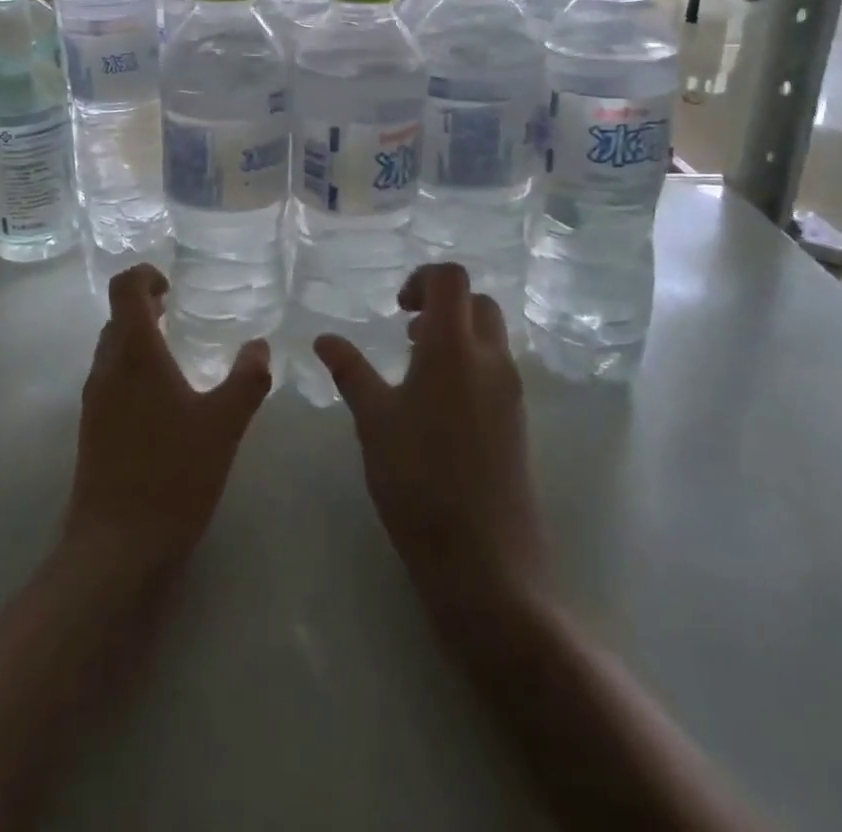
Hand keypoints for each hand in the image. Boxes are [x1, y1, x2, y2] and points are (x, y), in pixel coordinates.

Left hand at [63, 265, 271, 576]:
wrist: (117, 547)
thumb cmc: (173, 475)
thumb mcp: (224, 425)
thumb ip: (247, 380)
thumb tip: (261, 346)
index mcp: (134, 353)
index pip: (124, 288)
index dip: (145, 274)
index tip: (173, 285)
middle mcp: (106, 367)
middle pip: (117, 316)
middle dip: (146, 306)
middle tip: (181, 313)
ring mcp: (94, 399)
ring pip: (112, 349)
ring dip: (139, 338)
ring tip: (177, 354)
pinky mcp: (92, 428)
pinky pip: (110, 378)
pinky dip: (134, 369)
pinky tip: (165, 400)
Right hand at [316, 263, 546, 624]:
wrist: (485, 562)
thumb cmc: (418, 480)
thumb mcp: (373, 421)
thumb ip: (350, 371)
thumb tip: (324, 338)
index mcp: (454, 348)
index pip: (451, 279)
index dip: (422, 279)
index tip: (396, 308)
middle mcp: (491, 360)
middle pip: (477, 302)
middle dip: (442, 303)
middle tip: (406, 330)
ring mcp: (510, 392)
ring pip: (490, 336)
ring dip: (456, 333)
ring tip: (415, 367)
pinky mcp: (517, 421)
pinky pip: (495, 369)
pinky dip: (468, 363)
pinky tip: (436, 404)